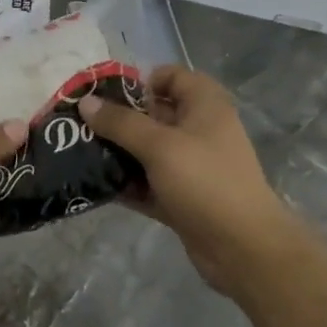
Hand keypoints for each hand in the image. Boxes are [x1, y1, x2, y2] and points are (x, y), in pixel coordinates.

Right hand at [81, 66, 301, 297]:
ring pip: (149, 150)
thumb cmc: (205, 182)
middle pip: (154, 114)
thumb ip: (121, 123)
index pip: (172, 76)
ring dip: (119, 153)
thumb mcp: (160, 146)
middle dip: (119, 119)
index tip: (109, 96)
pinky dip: (128, 183)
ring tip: (81, 153)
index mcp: (205, 105)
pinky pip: (149, 183)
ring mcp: (192, 166)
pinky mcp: (183, 198)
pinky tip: (96, 185)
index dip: (141, 81)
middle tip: (83, 125)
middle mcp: (199, 130)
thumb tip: (86, 102)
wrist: (244, 250)